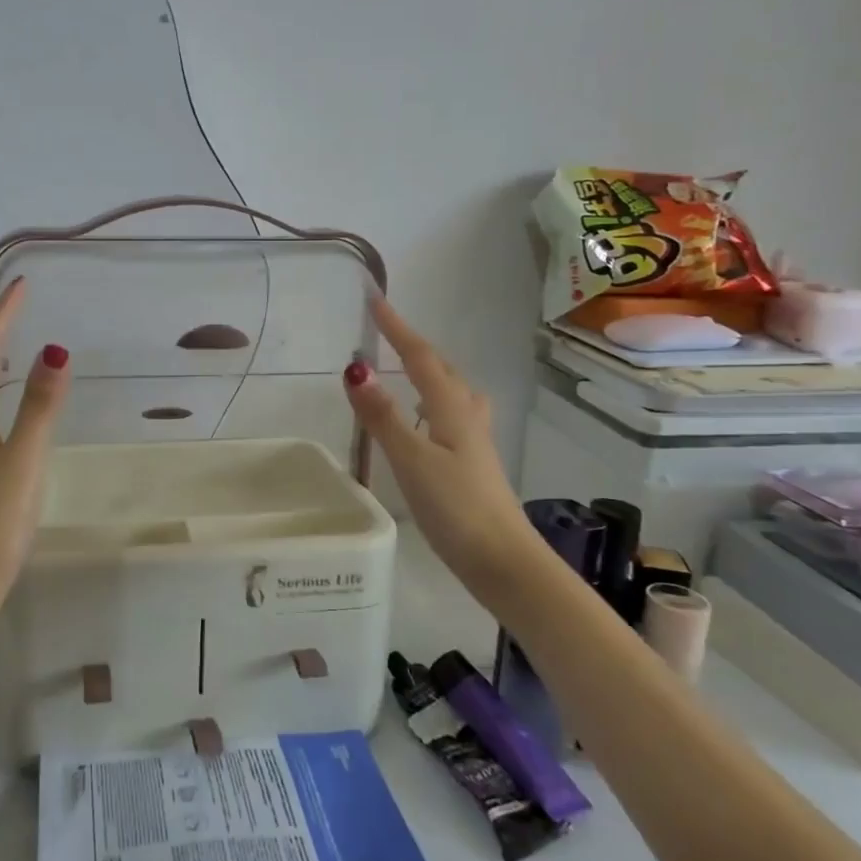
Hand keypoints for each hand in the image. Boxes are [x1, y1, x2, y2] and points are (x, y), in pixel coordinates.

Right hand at [344, 296, 528, 583]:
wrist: (504, 561)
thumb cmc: (456, 508)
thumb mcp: (412, 460)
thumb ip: (382, 416)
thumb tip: (356, 369)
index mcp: (451, 408)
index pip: (420, 356)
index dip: (397, 328)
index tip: (375, 299)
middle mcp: (466, 416)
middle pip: (441, 370)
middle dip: (414, 347)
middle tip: (387, 333)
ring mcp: (474, 442)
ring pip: (452, 392)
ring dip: (430, 373)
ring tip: (408, 371)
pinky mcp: (473, 464)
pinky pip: (451, 415)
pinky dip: (433, 403)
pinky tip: (425, 422)